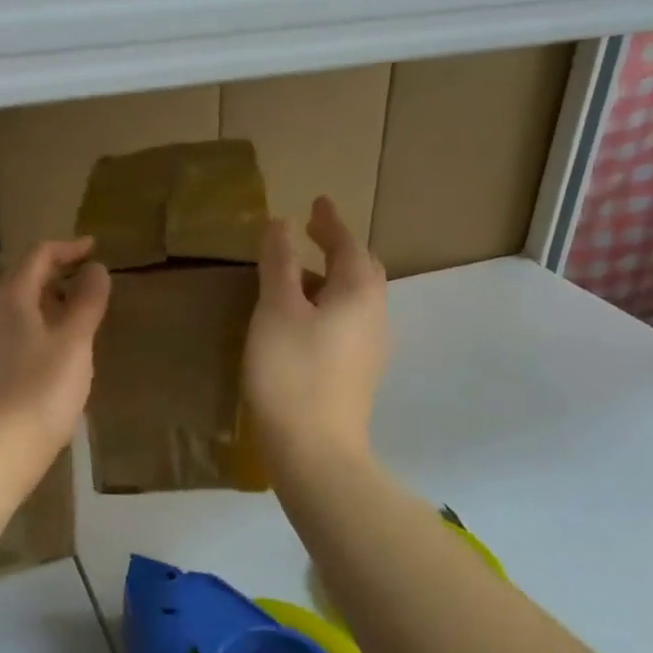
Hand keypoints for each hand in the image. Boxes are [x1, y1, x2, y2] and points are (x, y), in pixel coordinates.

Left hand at [0, 238, 110, 478]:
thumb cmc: (39, 391)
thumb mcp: (74, 343)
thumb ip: (86, 302)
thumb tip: (96, 269)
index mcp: (10, 298)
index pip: (37, 256)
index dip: (67, 248)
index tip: (94, 248)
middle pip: (22, 280)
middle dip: (55, 275)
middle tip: (88, 282)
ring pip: (15, 311)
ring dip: (46, 305)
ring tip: (75, 318)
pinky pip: (11, 337)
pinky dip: (35, 331)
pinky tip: (52, 355)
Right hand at [243, 197, 387, 464]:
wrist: (315, 451)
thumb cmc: (292, 371)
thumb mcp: (277, 309)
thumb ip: (279, 263)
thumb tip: (281, 223)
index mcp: (359, 293)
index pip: (348, 244)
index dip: (330, 222)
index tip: (317, 202)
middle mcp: (375, 315)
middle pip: (361, 270)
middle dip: (338, 247)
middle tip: (312, 231)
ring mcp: (370, 348)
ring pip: (356, 298)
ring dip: (332, 277)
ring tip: (300, 272)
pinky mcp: (358, 373)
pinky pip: (348, 322)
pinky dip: (329, 304)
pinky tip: (305, 317)